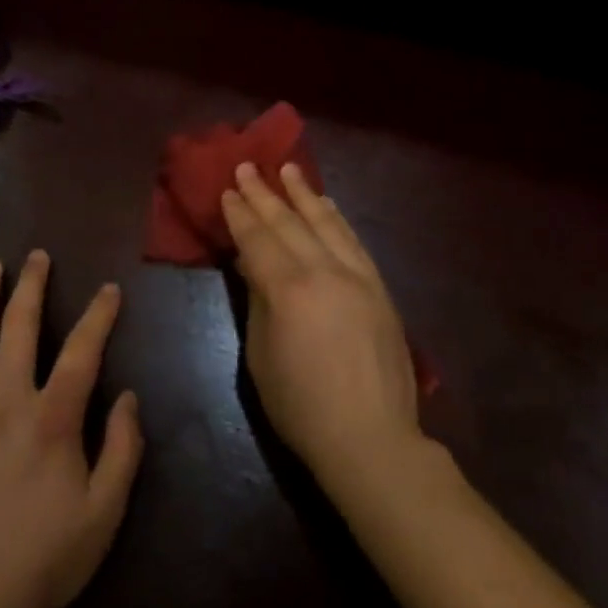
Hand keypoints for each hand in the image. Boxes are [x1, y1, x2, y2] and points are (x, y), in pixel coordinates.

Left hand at [0, 251, 143, 607]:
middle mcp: (8, 399)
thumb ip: (123, 449)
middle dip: (33, 285)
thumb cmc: (44, 557)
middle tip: (38, 256)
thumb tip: (127, 396)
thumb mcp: (104, 513)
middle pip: (21, 326)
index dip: (99, 315)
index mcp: (53, 416)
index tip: (110, 290)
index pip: (82, 350)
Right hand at [222, 163, 420, 489]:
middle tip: (247, 167)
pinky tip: (326, 204)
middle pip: (288, 223)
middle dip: (264, 194)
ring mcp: (357, 276)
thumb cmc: (302, 407)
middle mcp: (324, 271)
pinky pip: (353, 240)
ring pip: (325, 222)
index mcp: (288, 290)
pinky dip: (336, 218)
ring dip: (303, 193)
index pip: (258, 239)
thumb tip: (252, 265)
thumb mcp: (261, 357)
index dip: (240, 214)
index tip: (228, 190)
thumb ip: (257, 302)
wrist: (371, 440)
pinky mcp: (379, 288)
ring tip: (288, 168)